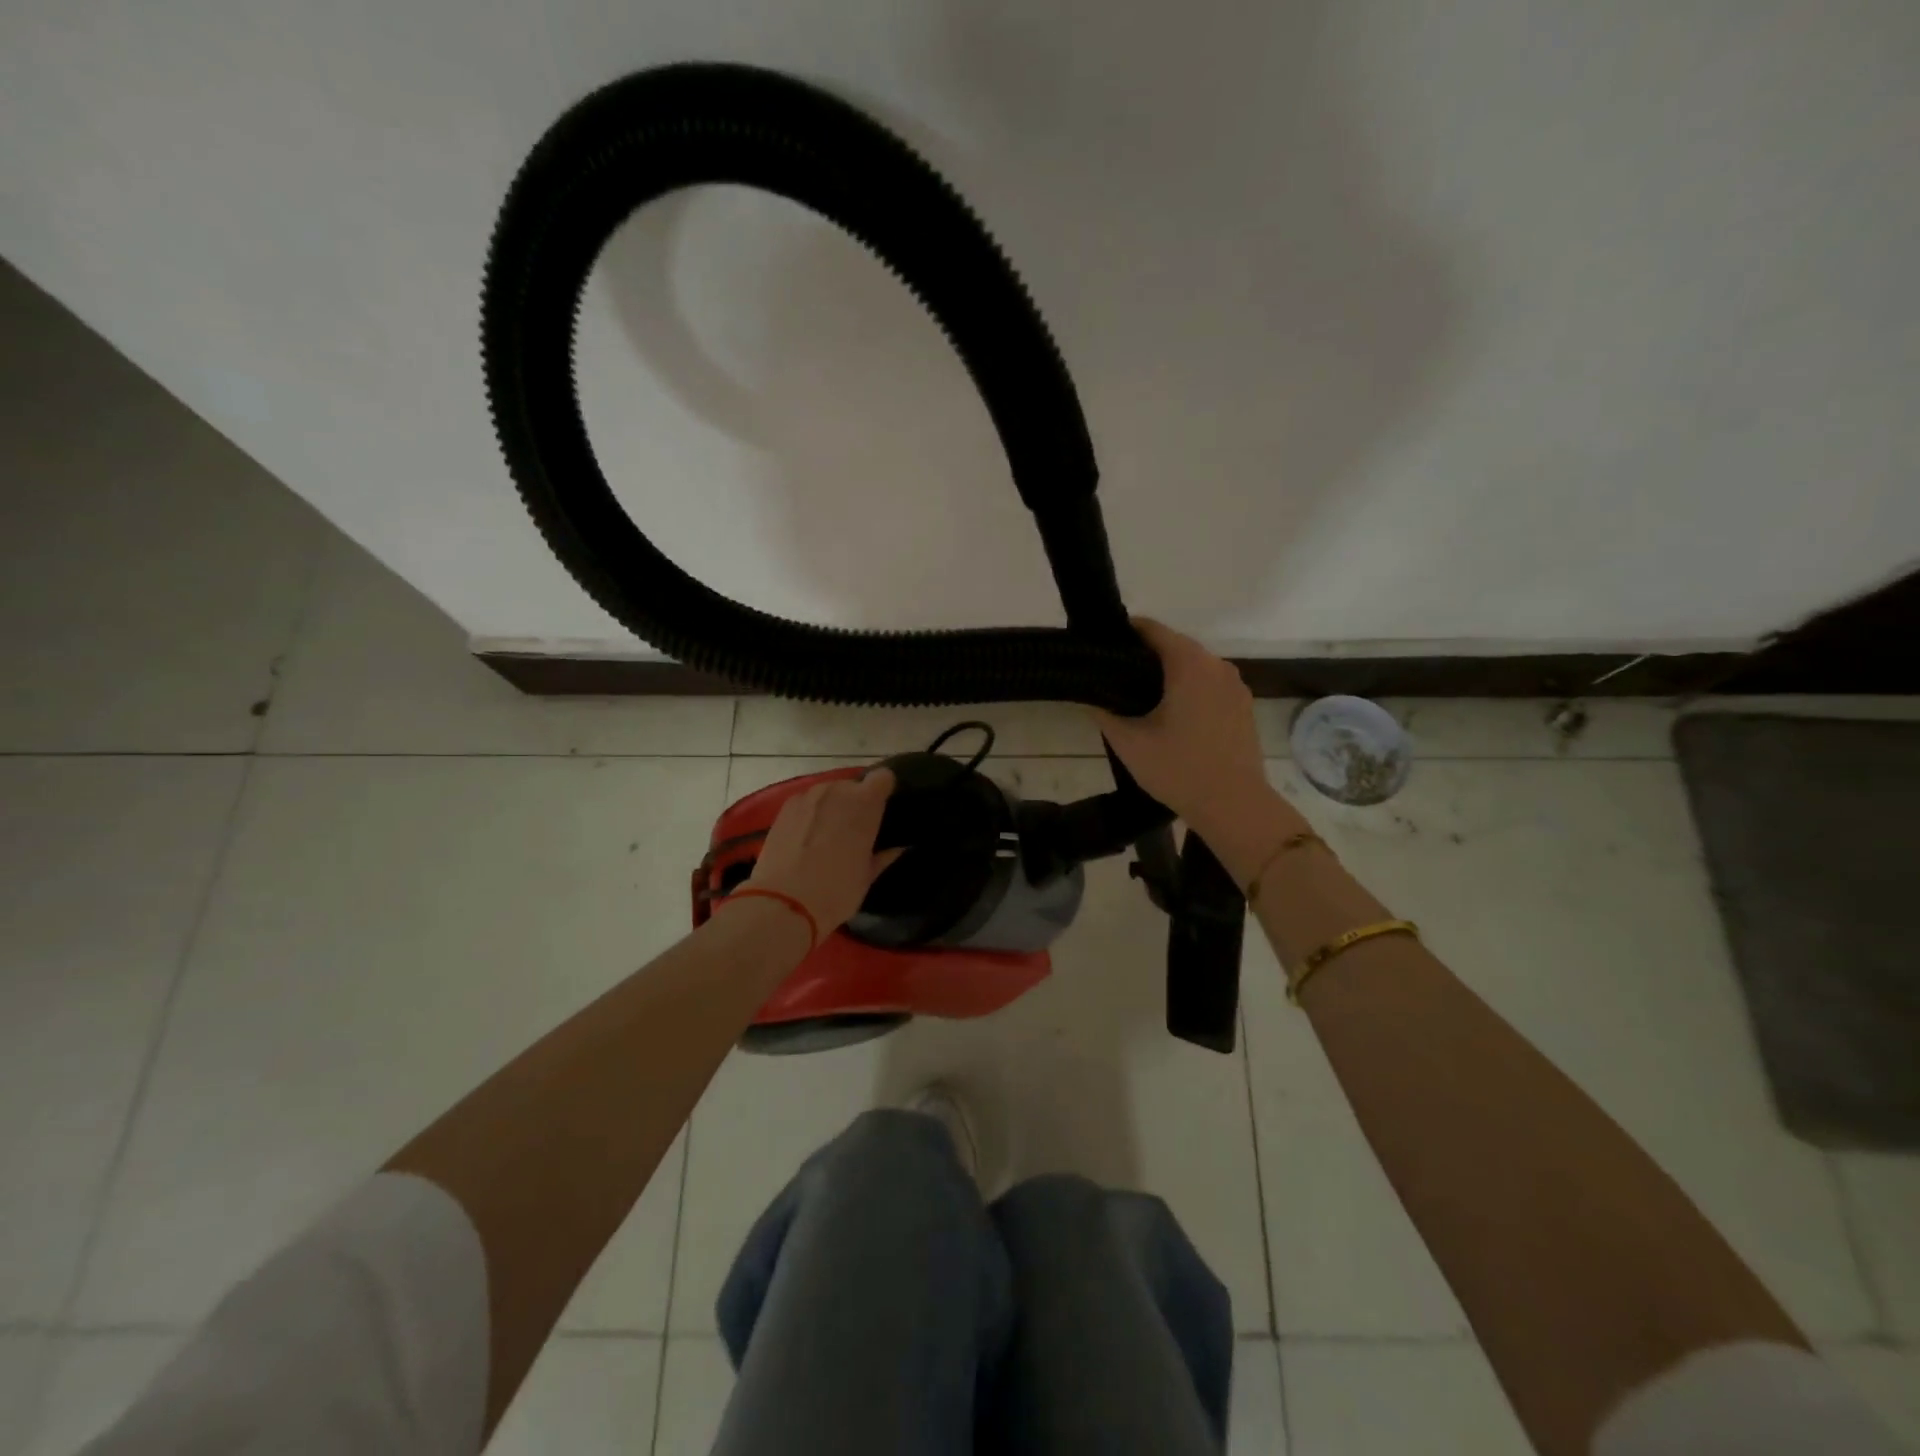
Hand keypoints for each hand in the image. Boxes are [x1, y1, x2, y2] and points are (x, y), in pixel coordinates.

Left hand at [746, 769, 902, 932]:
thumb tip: (897, 847)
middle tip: (854, 830)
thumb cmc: (836, 891)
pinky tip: (805, 839)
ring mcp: (808, 797)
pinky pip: (806, 803)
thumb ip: (883, 856)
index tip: (882, 810)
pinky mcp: (784, 808)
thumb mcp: (867, 877)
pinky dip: (810, 814)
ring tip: (826, 835)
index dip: (884, 790)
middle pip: (852, 786)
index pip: (883, 777)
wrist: (783, 904)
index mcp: (865, 804)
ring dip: (832, 807)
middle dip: (855, 803)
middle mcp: (837, 791)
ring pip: (827, 793)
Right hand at [1092, 619, 1305, 881]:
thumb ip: (1104, 712)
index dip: (1124, 633)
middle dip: (1144, 657)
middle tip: (1114, 678)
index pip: (1152, 629)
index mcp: (1189, 664)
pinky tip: (1171, 717)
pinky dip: (1189, 691)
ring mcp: (1235, 686)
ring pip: (1194, 667)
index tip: (1102, 647)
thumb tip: (1088, 696)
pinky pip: (1210, 686)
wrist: (1234, 806)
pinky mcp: (1243, 706)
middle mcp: (1217, 665)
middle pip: (1174, 646)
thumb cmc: (1178, 769)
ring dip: (1168, 676)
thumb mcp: (1129, 742)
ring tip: (1139, 699)